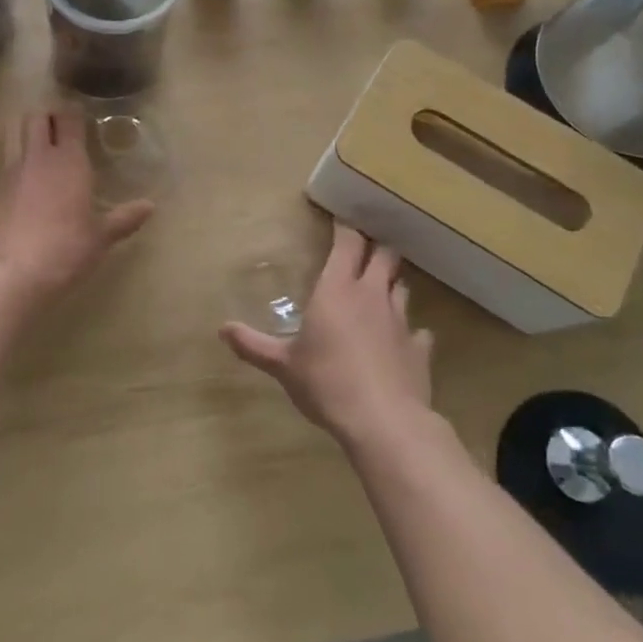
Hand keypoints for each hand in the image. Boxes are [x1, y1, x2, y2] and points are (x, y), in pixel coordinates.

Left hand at [0, 107, 153, 302]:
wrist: (12, 273)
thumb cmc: (66, 250)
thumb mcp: (101, 237)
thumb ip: (124, 218)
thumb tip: (149, 207)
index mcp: (69, 160)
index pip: (69, 118)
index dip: (74, 112)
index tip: (81, 116)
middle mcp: (37, 156)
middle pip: (36, 116)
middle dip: (47, 115)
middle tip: (59, 126)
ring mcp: (10, 170)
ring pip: (12, 131)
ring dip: (24, 129)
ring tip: (37, 143)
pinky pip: (3, 161)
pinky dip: (12, 159)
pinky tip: (22, 177)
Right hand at [221, 226, 433, 448]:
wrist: (383, 421)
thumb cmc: (326, 382)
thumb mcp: (283, 365)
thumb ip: (253, 345)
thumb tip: (222, 329)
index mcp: (337, 290)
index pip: (347, 243)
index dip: (345, 228)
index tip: (340, 220)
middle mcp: (372, 295)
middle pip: (384, 255)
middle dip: (376, 248)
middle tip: (364, 251)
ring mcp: (401, 321)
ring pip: (402, 287)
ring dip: (391, 284)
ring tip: (380, 290)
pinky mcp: (420, 349)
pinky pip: (418, 331)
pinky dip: (410, 331)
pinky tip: (403, 340)